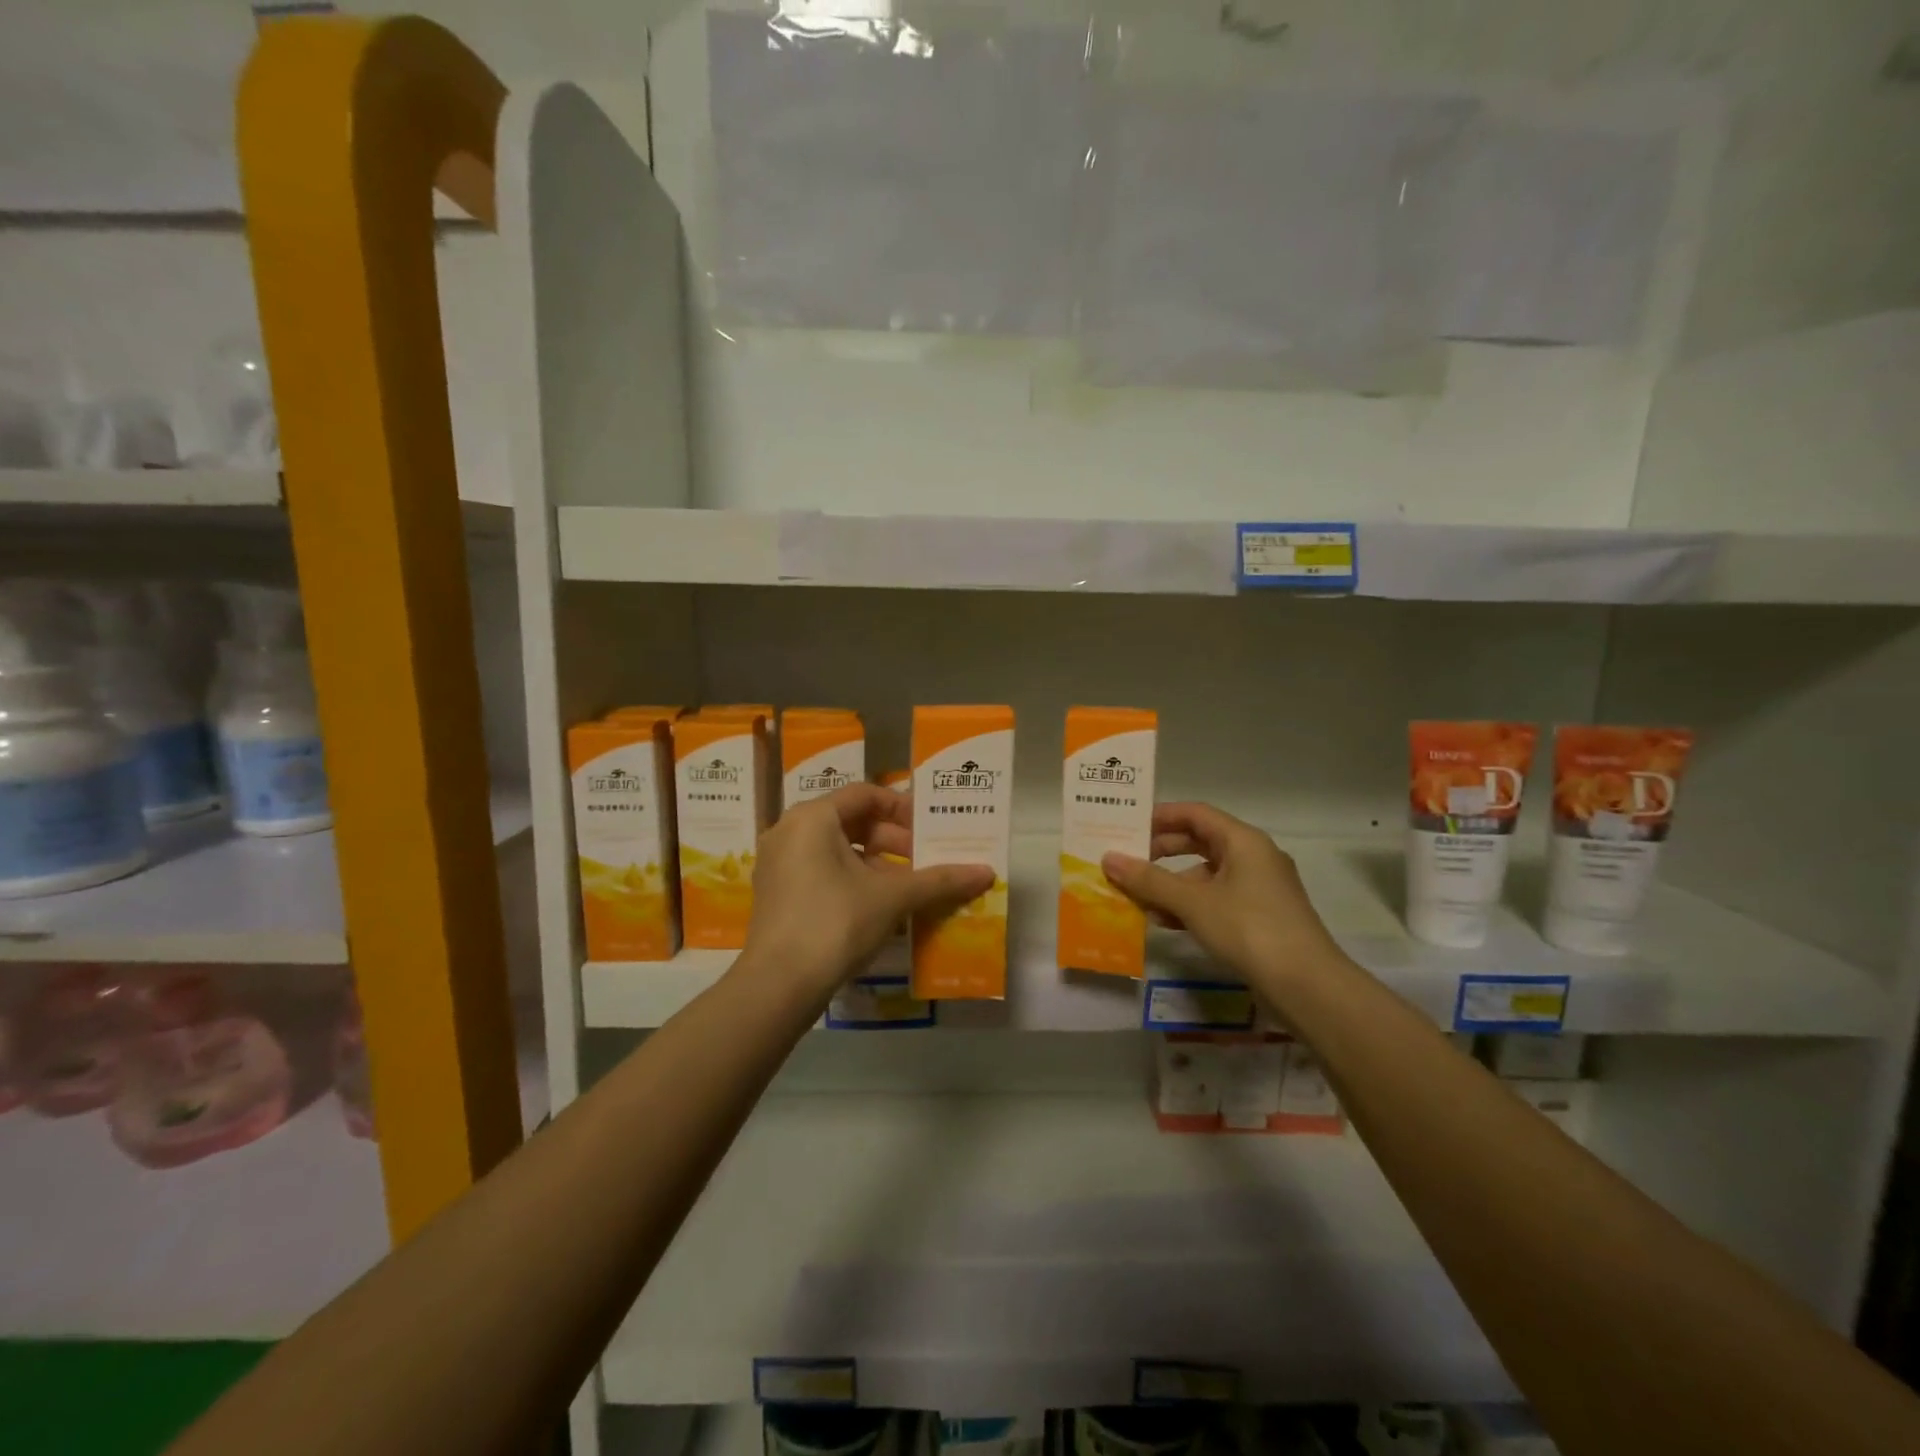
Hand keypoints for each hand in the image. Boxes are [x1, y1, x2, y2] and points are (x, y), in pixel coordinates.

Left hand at [740, 783, 993, 1003]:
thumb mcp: (892, 897)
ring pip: (837, 849)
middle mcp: (789, 830)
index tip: (930, 831)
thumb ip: (939, 880)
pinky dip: (853, 880)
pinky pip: (821, 872)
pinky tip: (880, 908)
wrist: (777, 986)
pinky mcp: (776, 894)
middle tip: (925, 861)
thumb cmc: (835, 922)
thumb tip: (987, 872)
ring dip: (877, 863)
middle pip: (851, 821)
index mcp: (813, 817)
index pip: (866, 794)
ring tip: (909, 888)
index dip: (903, 808)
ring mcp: (778, 863)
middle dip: (893, 840)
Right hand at [1101, 802, 1348, 999]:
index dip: (1160, 817)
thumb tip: (1108, 858)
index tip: (1127, 827)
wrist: (1307, 986)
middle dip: (1161, 853)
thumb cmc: (1249, 929)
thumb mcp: (1193, 902)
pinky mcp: (1260, 916)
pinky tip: (1165, 923)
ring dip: (1172, 884)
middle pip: (1200, 842)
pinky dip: (1190, 906)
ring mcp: (1259, 888)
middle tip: (1127, 863)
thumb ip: (1149, 880)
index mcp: (1243, 841)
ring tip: (1139, 899)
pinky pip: (1217, 899)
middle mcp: (1254, 856)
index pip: (1195, 814)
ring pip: (1206, 874)